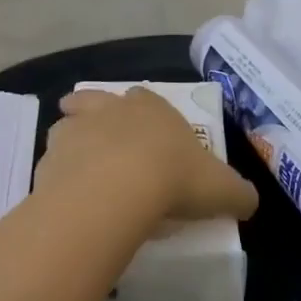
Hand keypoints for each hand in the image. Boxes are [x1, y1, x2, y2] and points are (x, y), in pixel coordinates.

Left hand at [38, 88, 258, 224]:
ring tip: (80, 168)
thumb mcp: (221, 188)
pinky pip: (51, 163)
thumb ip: (238, 193)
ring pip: (68, 126)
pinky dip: (57, 176)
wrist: (117, 190)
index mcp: (151, 107)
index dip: (146, 115)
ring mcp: (75, 129)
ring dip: (72, 140)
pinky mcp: (50, 158)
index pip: (146, 99)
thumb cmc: (174, 177)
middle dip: (97, 114)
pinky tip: (65, 198)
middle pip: (96, 101)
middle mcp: (110, 108)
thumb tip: (250, 201)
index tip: (148, 136)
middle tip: (103, 141)